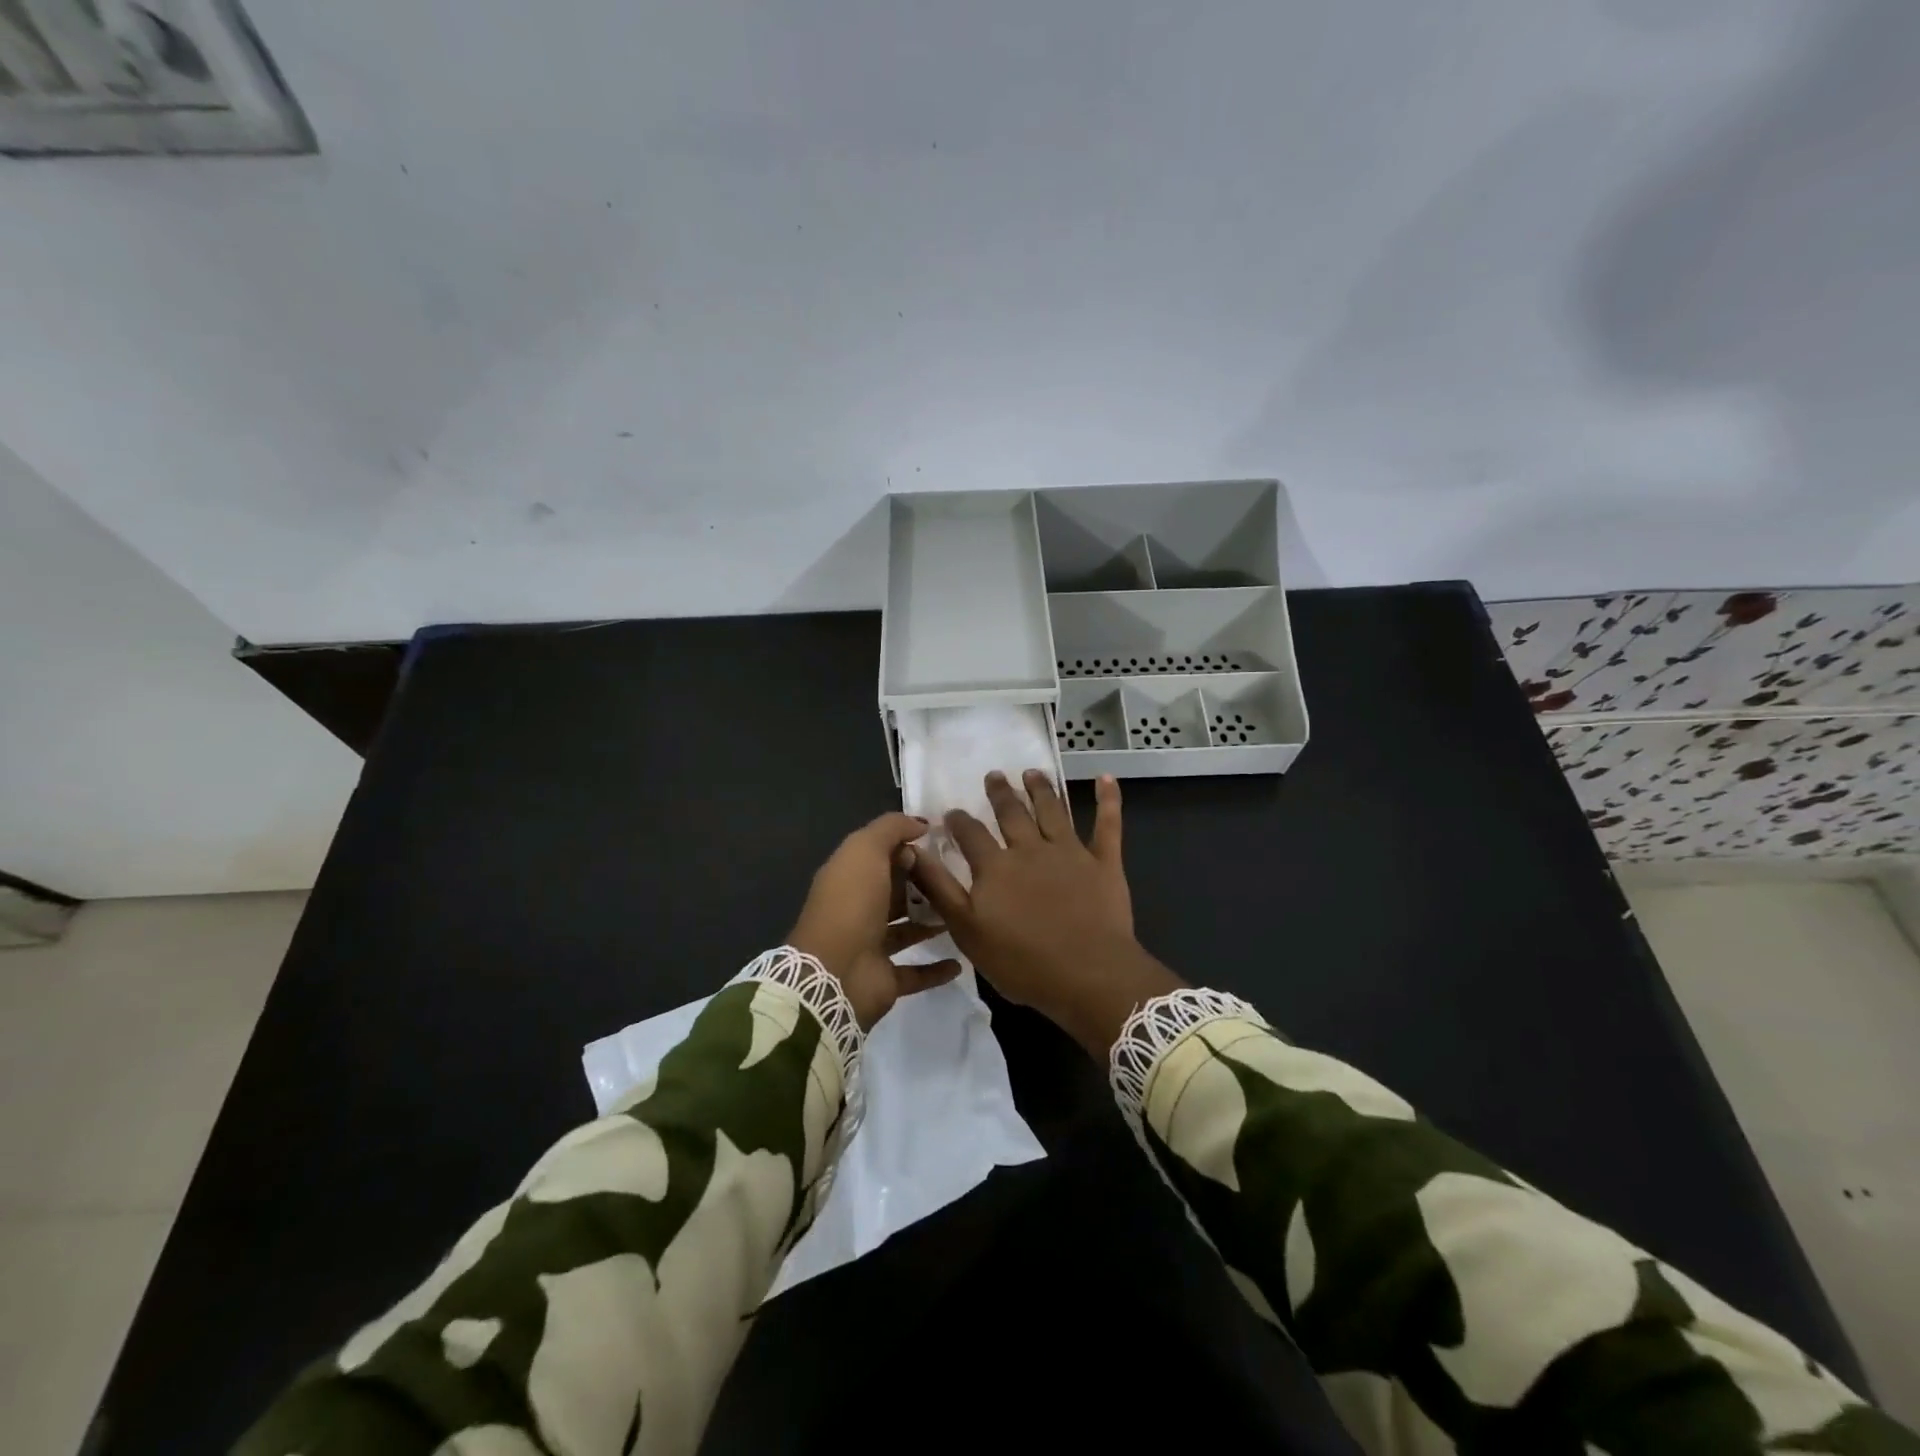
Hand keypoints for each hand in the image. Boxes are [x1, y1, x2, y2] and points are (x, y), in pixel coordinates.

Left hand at [788, 812, 962, 1028]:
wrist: (835, 972)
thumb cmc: (851, 903)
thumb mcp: (866, 849)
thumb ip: (891, 829)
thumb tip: (920, 824)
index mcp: (850, 876)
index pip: (883, 856)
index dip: (909, 848)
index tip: (944, 845)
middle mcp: (859, 909)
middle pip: (896, 891)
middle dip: (925, 884)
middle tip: (962, 877)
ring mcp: (871, 945)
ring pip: (907, 929)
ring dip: (933, 922)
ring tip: (965, 912)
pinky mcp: (885, 979)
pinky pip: (916, 972)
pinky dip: (937, 968)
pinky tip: (960, 960)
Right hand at [908, 772, 1182, 1055]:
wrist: (1088, 975)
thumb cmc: (1022, 962)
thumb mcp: (966, 930)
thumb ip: (939, 888)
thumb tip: (912, 850)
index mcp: (996, 867)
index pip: (971, 834)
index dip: (959, 821)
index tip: (952, 811)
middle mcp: (1030, 849)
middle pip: (1012, 813)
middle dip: (1001, 793)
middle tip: (995, 775)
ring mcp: (1070, 852)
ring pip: (1053, 811)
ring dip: (1041, 789)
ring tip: (1032, 772)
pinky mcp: (1104, 863)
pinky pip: (1107, 825)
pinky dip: (1107, 800)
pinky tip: (1106, 778)